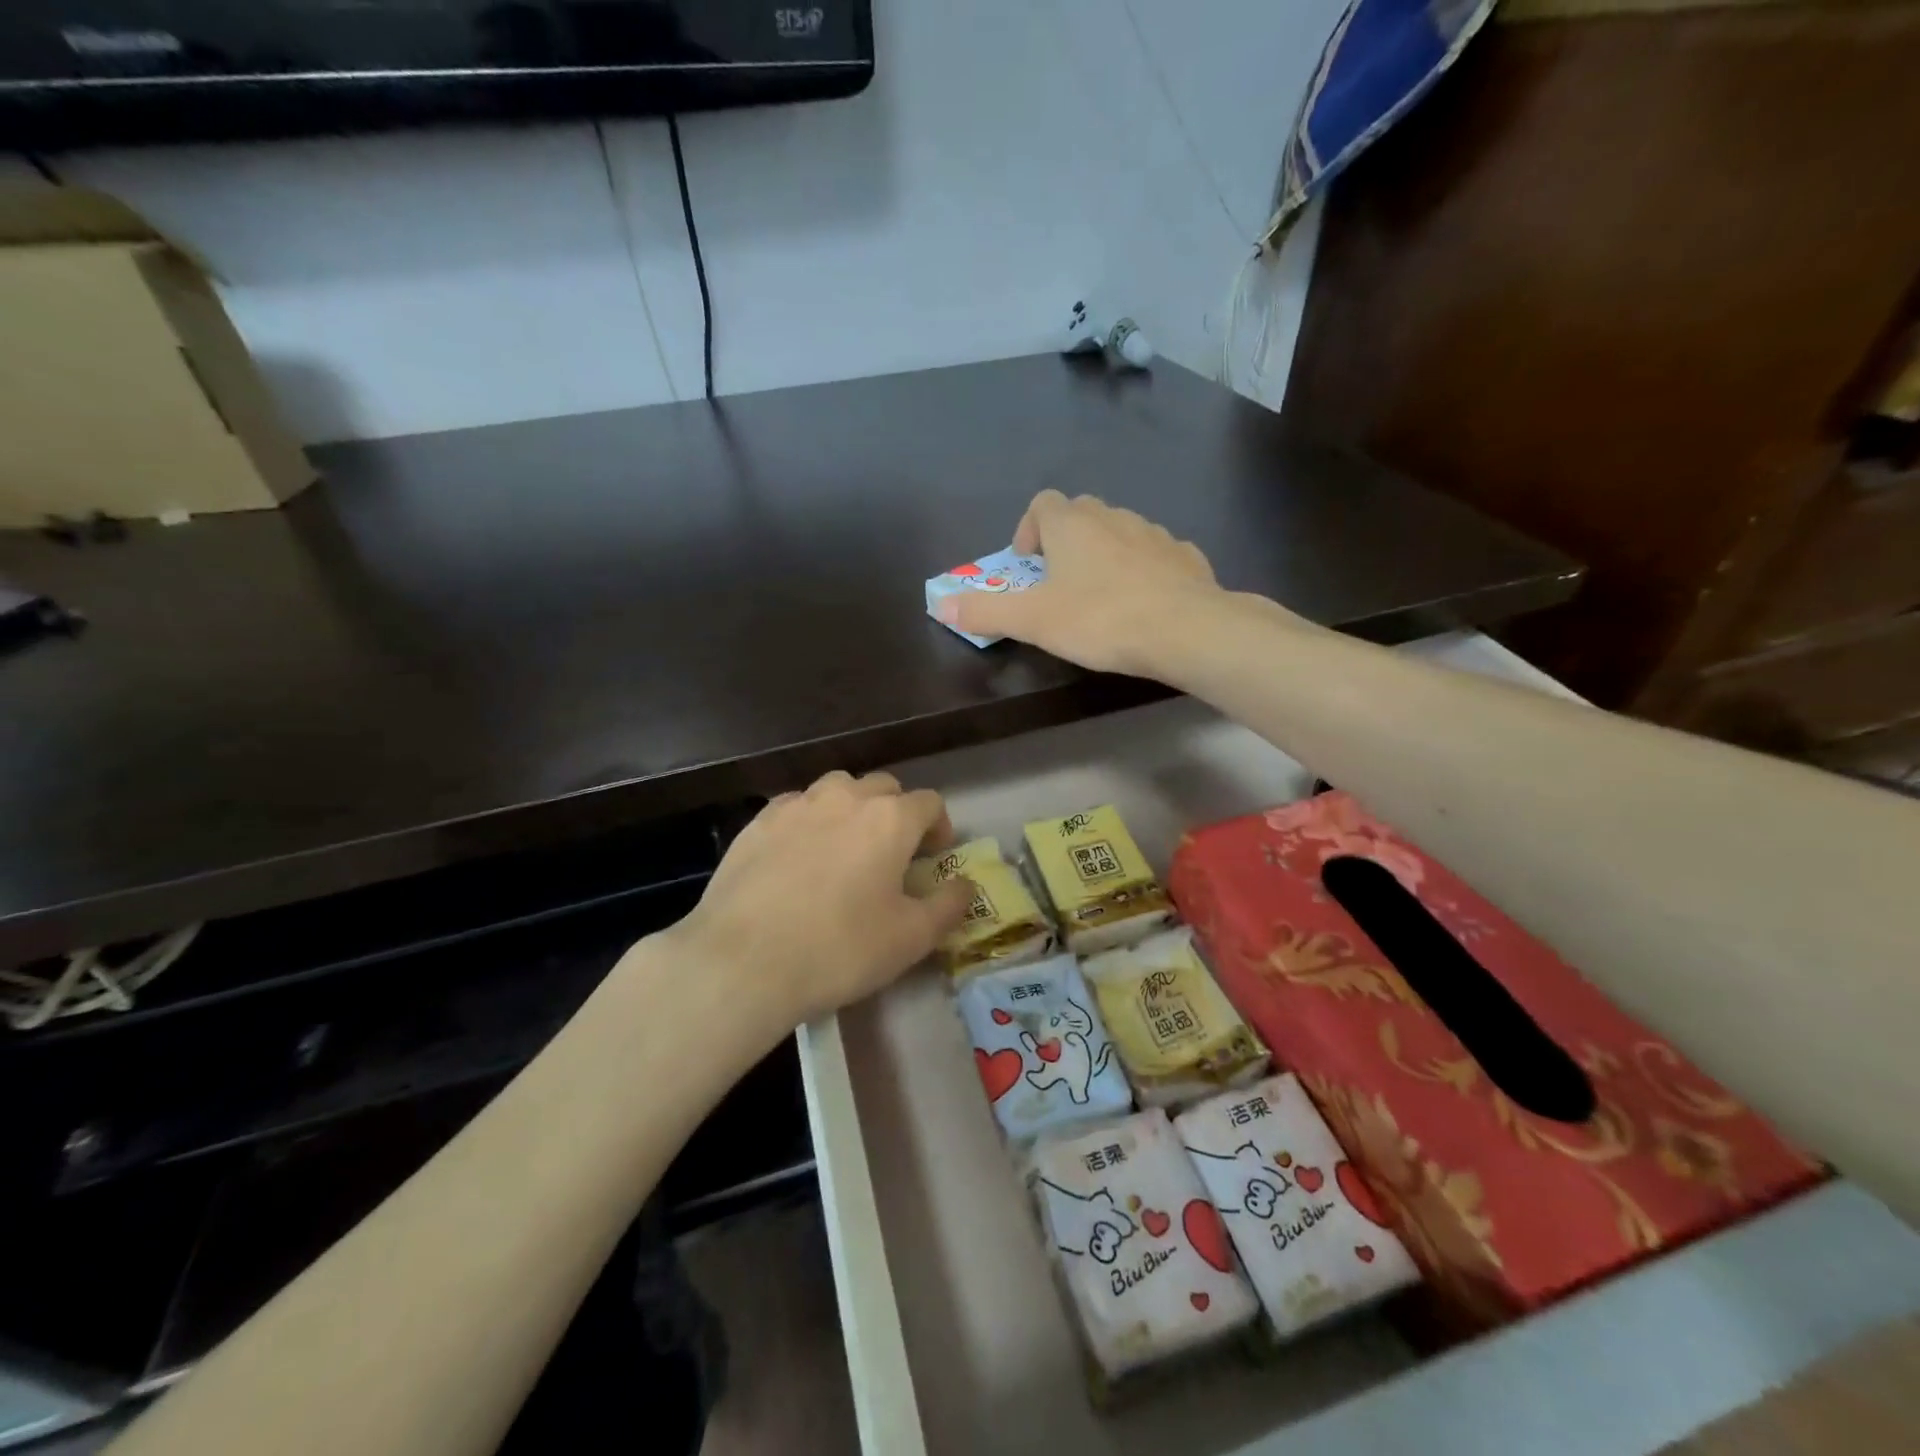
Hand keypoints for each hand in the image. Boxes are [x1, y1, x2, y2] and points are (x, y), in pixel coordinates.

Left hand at [667, 771, 972, 1027]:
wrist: (742, 962)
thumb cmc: (840, 949)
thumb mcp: (911, 939)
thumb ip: (949, 906)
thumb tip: (966, 885)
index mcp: (890, 819)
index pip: (929, 802)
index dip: (938, 827)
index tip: (933, 857)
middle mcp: (845, 797)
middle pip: (883, 787)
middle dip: (897, 813)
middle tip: (892, 854)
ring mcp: (797, 805)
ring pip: (837, 789)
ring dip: (852, 809)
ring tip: (845, 849)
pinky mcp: (757, 822)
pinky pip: (796, 807)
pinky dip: (809, 821)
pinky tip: (799, 858)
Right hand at [934, 491, 1223, 675]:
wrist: (1186, 629)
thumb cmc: (1100, 619)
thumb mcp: (1032, 621)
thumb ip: (986, 611)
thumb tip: (942, 604)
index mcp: (1072, 525)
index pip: (1043, 503)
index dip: (1028, 529)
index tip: (1028, 565)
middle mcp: (1113, 517)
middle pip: (1081, 514)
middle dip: (1065, 542)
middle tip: (1060, 585)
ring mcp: (1154, 534)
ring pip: (1120, 532)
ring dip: (1105, 556)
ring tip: (1101, 599)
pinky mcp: (1185, 557)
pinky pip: (1155, 555)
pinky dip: (1143, 571)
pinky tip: (1144, 604)